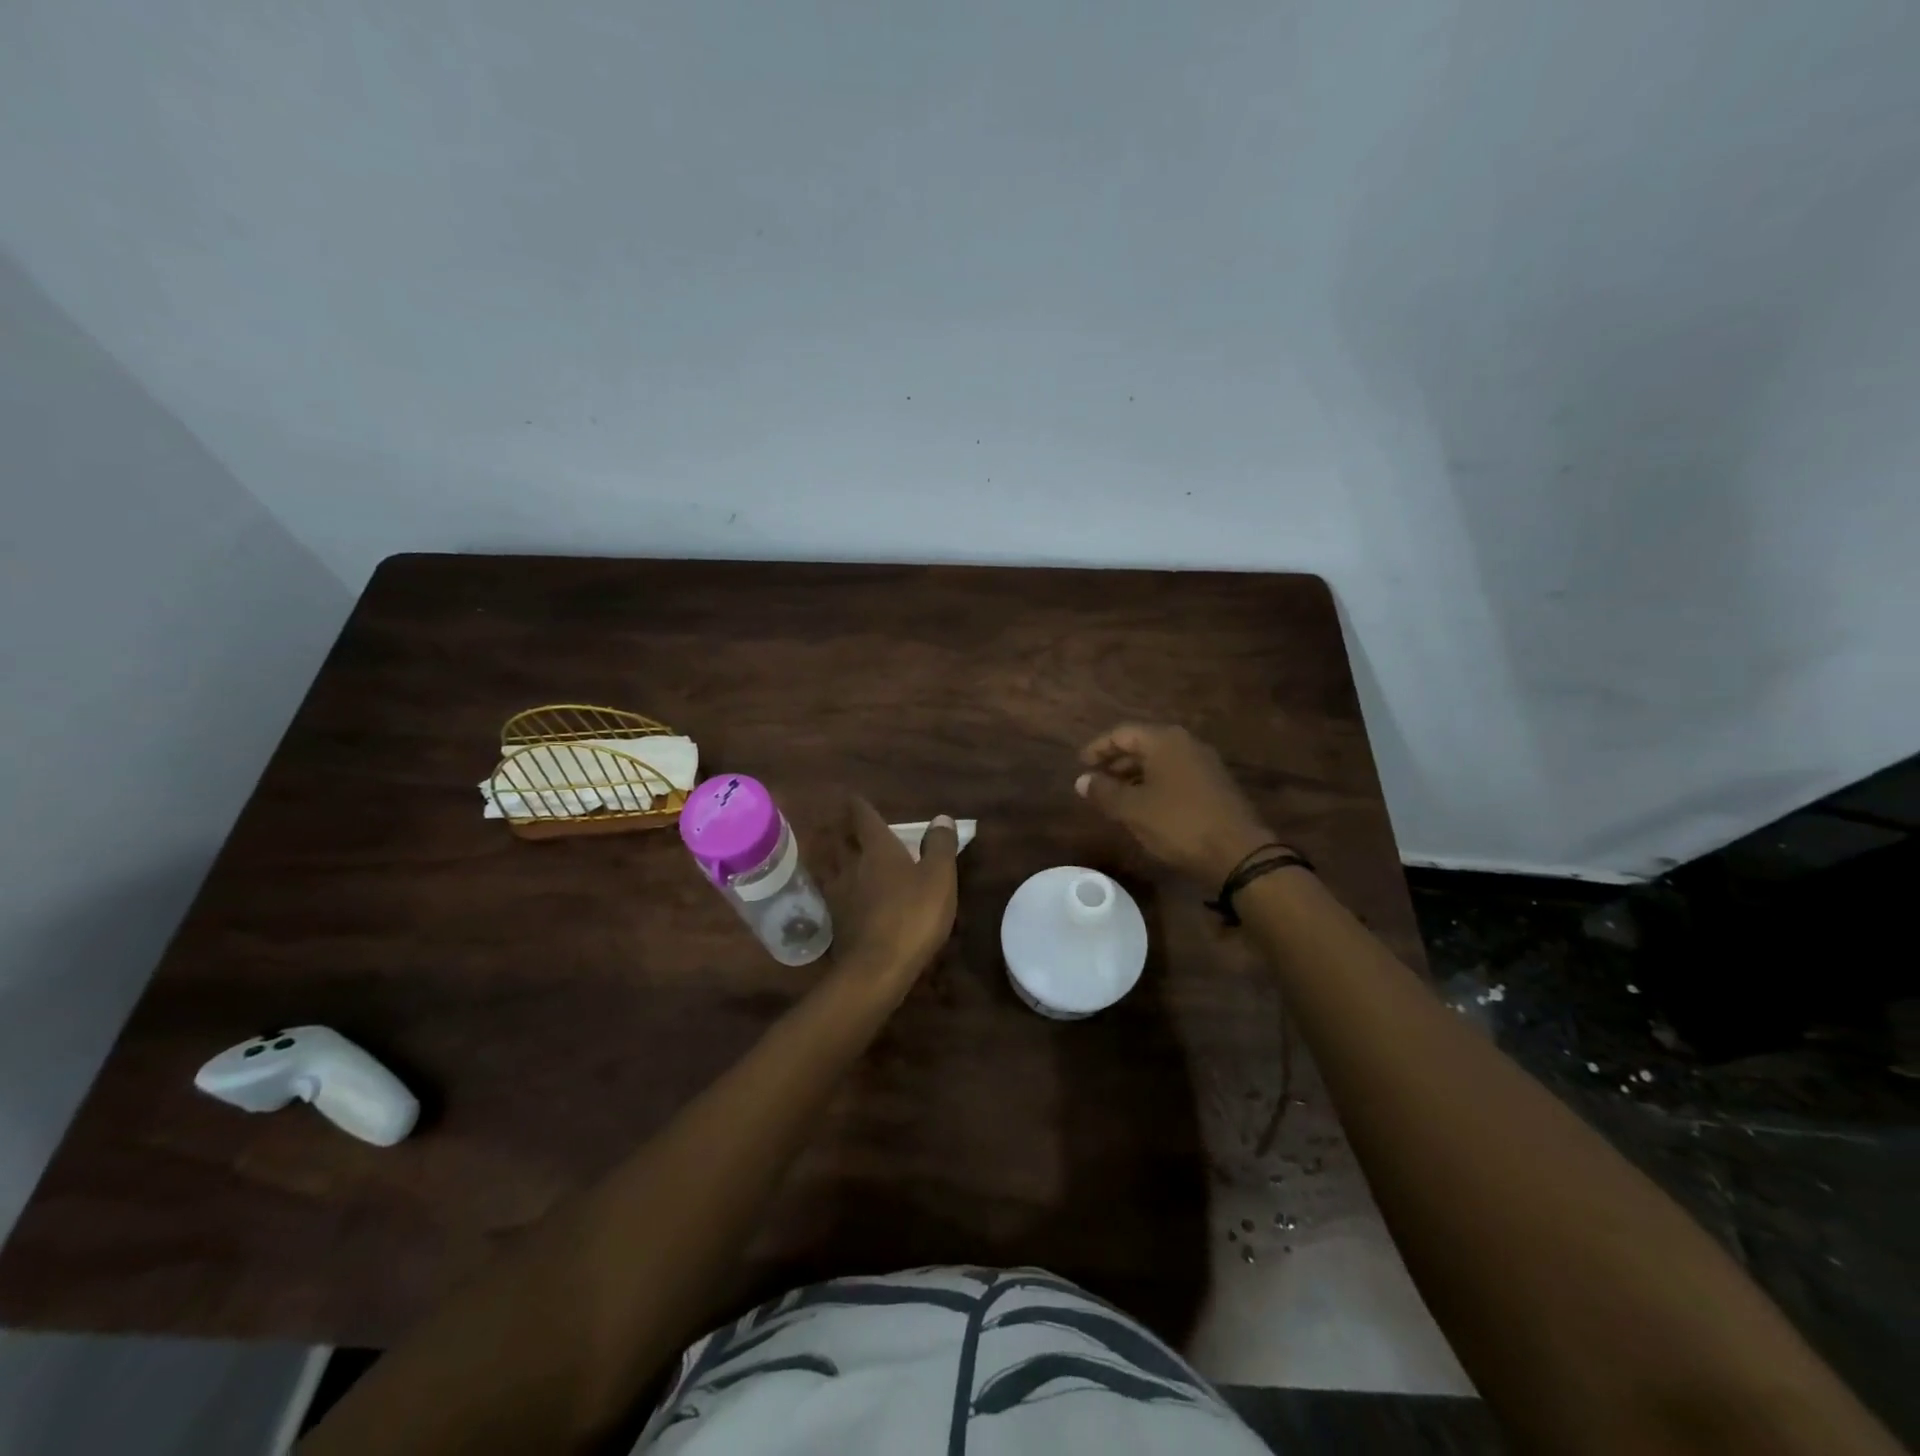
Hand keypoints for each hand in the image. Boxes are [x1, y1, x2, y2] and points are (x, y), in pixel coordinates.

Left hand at [830, 797, 959, 993]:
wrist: (877, 968)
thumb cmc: (913, 915)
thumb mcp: (939, 877)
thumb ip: (940, 846)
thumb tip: (941, 818)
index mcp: (878, 849)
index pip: (864, 819)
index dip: (859, 807)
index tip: (852, 797)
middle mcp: (852, 866)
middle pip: (840, 841)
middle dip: (841, 831)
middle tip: (841, 824)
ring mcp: (839, 895)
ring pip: (831, 868)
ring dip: (832, 859)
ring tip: (835, 856)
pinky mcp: (835, 923)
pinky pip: (832, 896)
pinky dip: (835, 889)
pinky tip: (840, 896)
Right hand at [1076, 723, 1277, 882]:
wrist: (1237, 853)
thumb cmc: (1178, 823)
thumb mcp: (1132, 809)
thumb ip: (1104, 792)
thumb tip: (1081, 780)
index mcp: (1164, 740)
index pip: (1122, 733)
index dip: (1098, 748)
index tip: (1080, 764)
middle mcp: (1186, 744)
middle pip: (1142, 745)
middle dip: (1116, 762)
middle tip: (1095, 781)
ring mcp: (1204, 764)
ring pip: (1160, 762)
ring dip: (1134, 776)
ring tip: (1115, 797)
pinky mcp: (1214, 785)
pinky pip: (1175, 776)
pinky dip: (1154, 785)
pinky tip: (1144, 807)